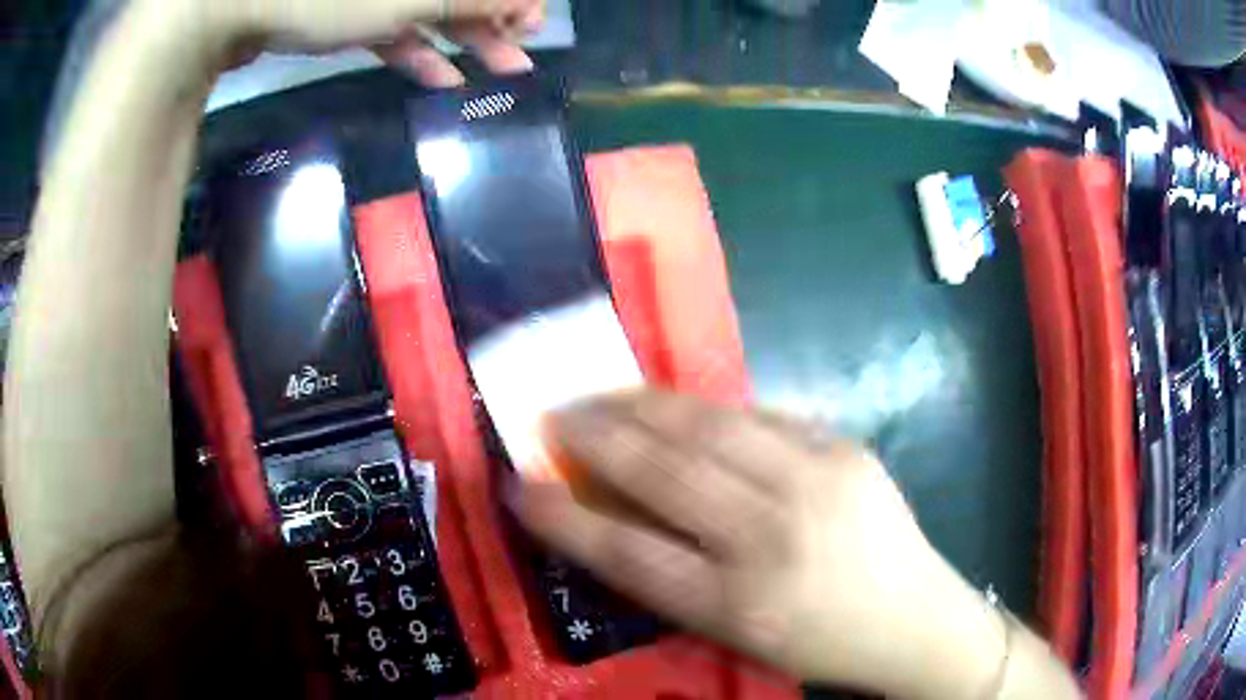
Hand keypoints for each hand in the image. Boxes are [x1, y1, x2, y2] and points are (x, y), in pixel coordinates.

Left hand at [132, 0, 543, 86]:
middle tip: (518, 59)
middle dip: (490, 20)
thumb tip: (527, 3)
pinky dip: (411, 50)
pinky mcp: (334, 5)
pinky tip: (436, 77)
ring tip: (487, 77)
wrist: (220, 11)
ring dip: (457, 41)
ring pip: (424, 6)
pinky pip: (385, 24)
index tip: (532, 27)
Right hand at [510, 390, 1008, 698]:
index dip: (562, 516)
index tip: (517, 483)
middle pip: (662, 471)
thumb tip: (609, 510)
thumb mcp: (734, 634)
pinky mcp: (844, 446)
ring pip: (706, 423)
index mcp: (739, 605)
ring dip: (641, 405)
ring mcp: (816, 479)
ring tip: (603, 396)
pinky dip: (704, 410)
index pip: (626, 550)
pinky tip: (676, 408)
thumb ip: (671, 577)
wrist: (912, 618)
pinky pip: (758, 415)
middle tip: (553, 414)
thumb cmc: (817, 642)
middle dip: (593, 436)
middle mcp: (774, 535)